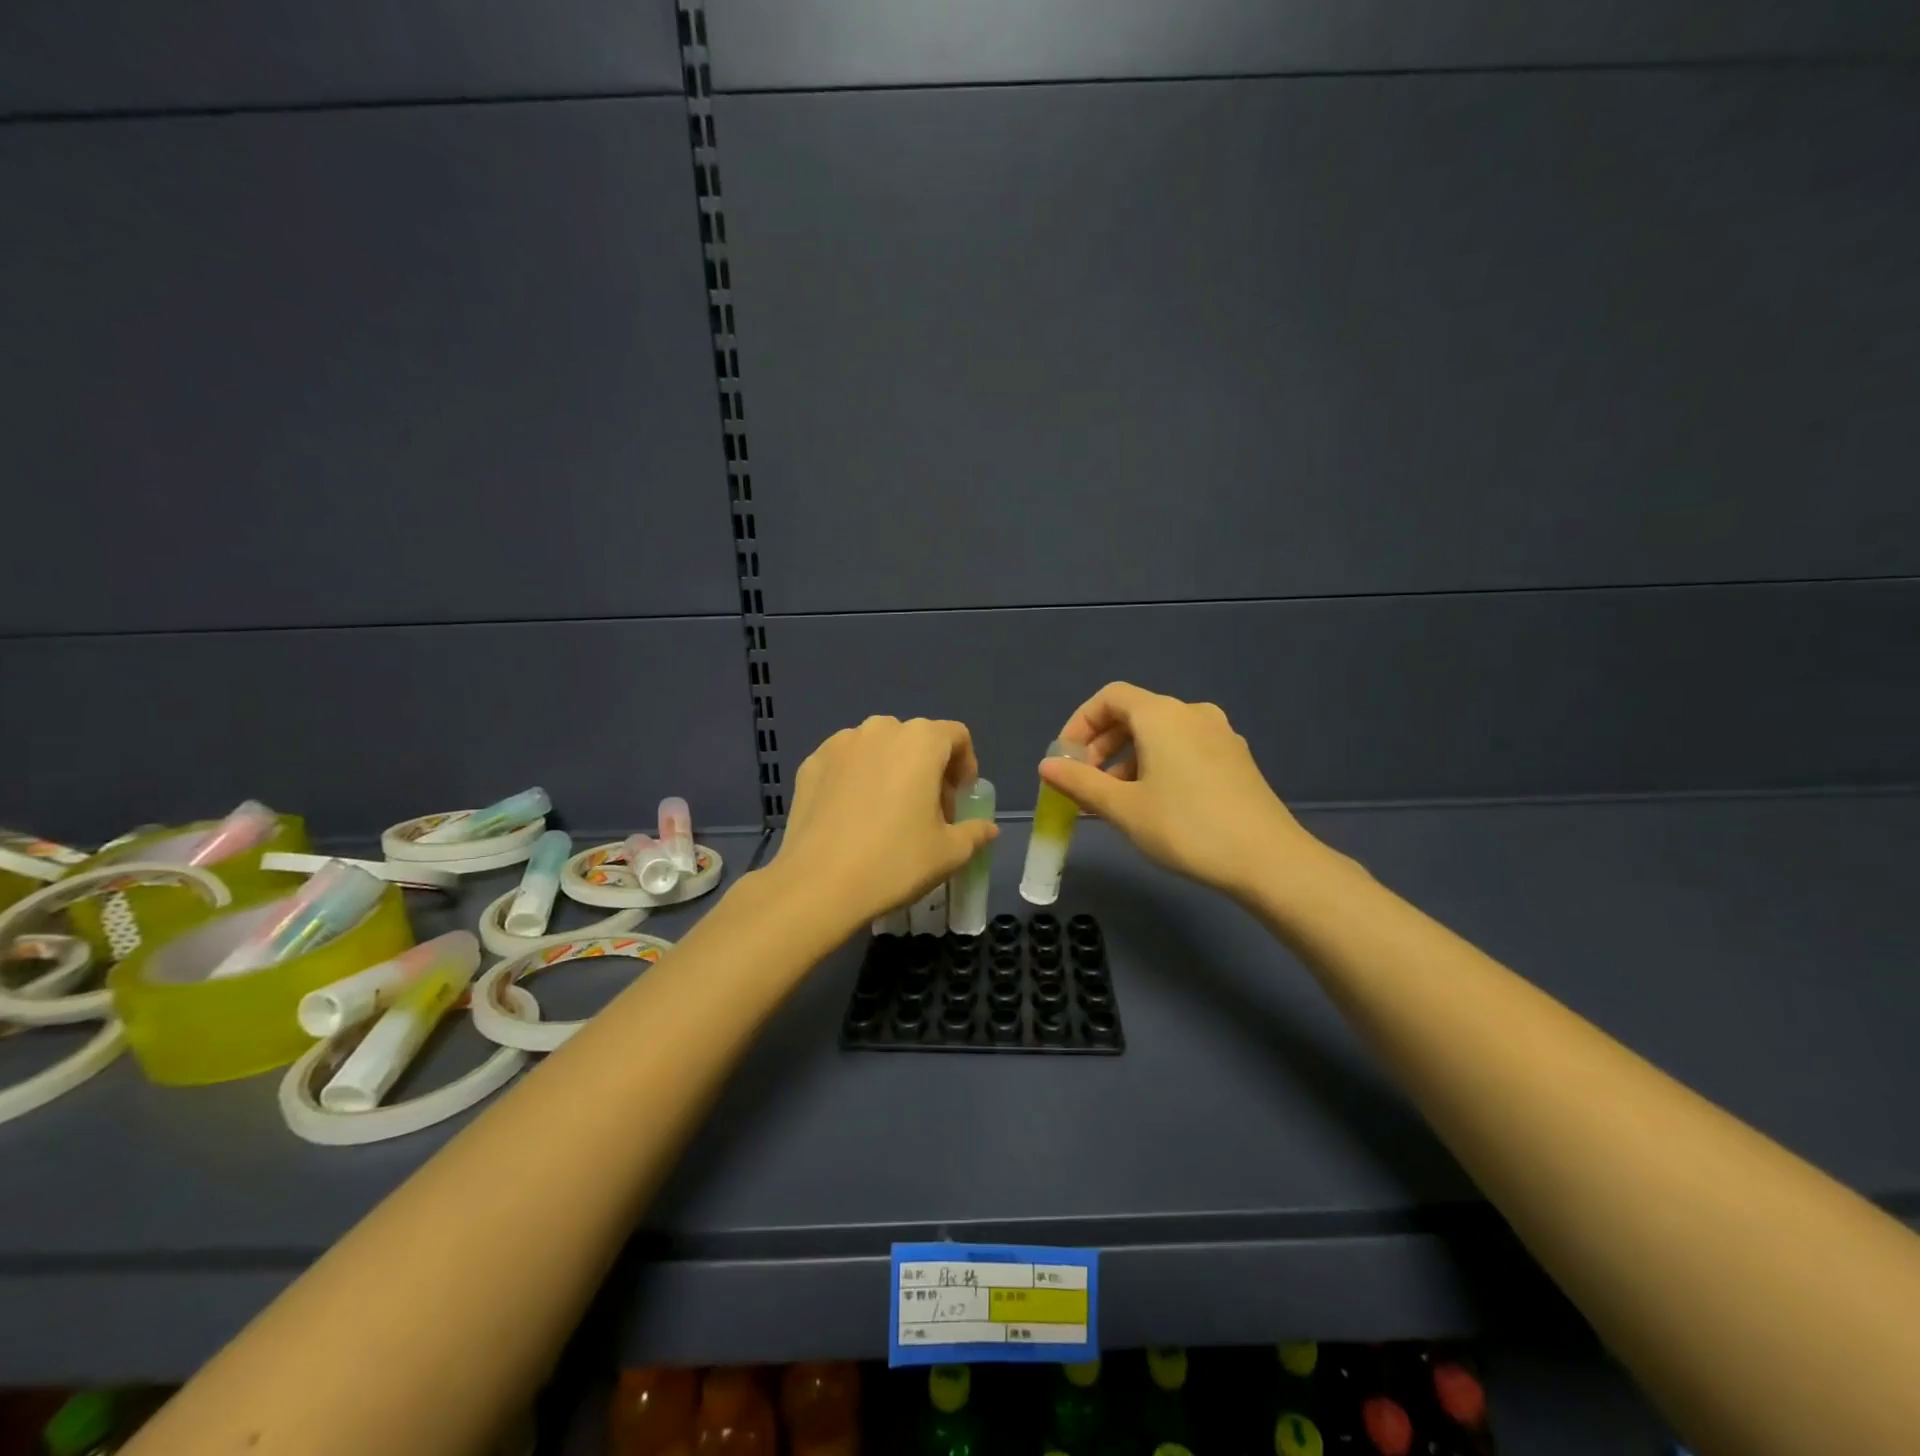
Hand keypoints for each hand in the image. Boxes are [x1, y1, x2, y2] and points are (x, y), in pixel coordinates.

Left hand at [764, 716, 997, 934]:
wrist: (818, 885)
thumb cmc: (894, 862)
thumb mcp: (949, 853)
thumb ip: (975, 832)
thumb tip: (987, 828)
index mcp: (920, 741)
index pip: (956, 736)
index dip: (965, 765)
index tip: (959, 800)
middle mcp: (880, 729)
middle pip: (916, 740)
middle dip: (928, 769)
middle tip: (927, 812)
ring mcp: (839, 743)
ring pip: (878, 748)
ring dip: (891, 770)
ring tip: (887, 813)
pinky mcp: (810, 763)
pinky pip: (846, 762)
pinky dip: (857, 779)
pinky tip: (853, 817)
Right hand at [1038, 682, 1321, 899]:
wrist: (1268, 860)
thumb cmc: (1185, 827)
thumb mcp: (1123, 808)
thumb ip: (1080, 783)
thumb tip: (1046, 767)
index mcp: (1162, 715)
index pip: (1110, 697)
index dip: (1080, 723)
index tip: (1066, 759)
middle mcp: (1192, 713)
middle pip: (1135, 714)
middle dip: (1102, 746)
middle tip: (1086, 784)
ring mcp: (1220, 735)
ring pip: (1160, 735)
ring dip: (1128, 759)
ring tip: (1115, 801)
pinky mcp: (1236, 760)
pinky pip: (1184, 749)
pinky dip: (1157, 765)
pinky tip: (1154, 804)